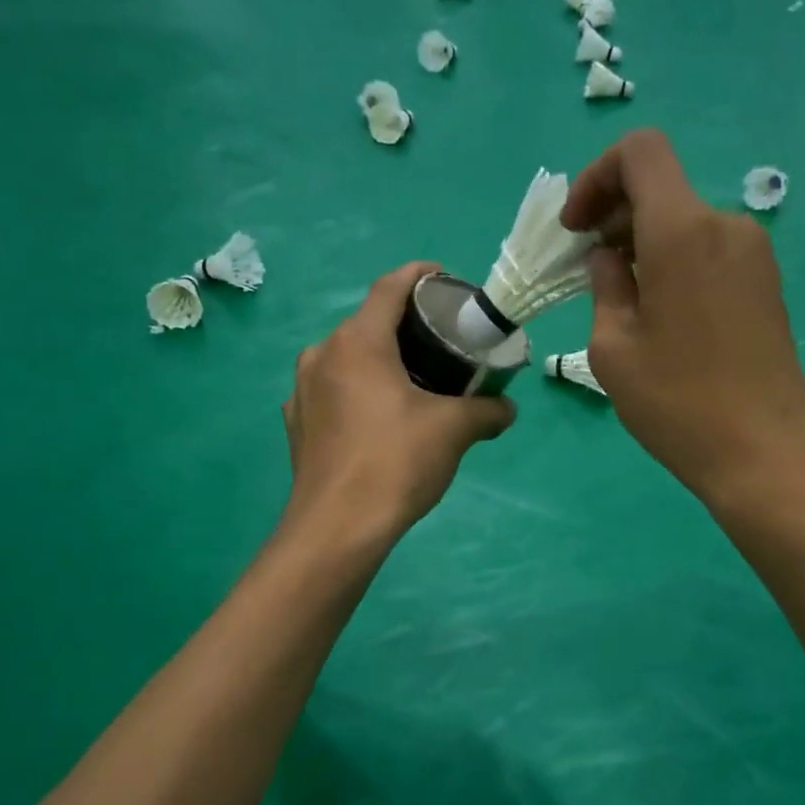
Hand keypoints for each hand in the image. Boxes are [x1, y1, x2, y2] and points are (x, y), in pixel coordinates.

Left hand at [283, 262, 515, 536]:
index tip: (444, 281)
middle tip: (440, 344)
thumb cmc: (396, 462)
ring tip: (412, 383)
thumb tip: (508, 410)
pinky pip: (332, 392)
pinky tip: (379, 419)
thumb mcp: (453, 431)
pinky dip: (358, 392)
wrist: (338, 527)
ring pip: (347, 360)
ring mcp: (302, 391)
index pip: (390, 287)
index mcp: (358, 342)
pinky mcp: (297, 424)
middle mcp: (322, 355)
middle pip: (368, 325)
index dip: (420, 276)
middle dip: (405, 328)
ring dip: (379, 362)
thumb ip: (486, 412)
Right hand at [562, 130, 804, 507]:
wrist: (764, 452)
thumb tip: (609, 258)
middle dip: (615, 217)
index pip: (641, 153)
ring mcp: (754, 254)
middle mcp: (726, 226)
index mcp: (683, 231)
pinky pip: (710, 250)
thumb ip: (605, 286)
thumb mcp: (613, 348)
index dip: (597, 177)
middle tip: (588, 273)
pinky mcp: (766, 283)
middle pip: (662, 189)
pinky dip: (675, 262)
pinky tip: (663, 315)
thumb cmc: (676, 403)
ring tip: (624, 302)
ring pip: (686, 222)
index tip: (577, 229)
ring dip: (644, 244)